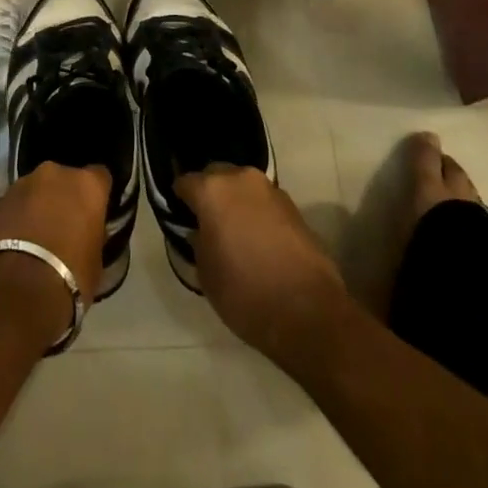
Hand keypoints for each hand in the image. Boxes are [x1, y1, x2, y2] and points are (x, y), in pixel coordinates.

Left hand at [0, 161, 110, 301]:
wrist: (18, 290)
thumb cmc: (70, 276)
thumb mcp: (96, 260)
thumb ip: (93, 235)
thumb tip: (86, 232)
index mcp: (86, 184)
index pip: (100, 177)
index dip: (98, 194)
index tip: (96, 212)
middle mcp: (54, 174)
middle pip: (64, 179)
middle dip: (64, 197)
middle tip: (64, 226)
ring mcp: (22, 184)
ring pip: (36, 190)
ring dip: (38, 206)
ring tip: (36, 238)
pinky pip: (15, 206)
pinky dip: (17, 219)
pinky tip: (16, 244)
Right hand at [176, 166, 349, 358]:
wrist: (308, 312)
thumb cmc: (245, 293)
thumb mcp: (206, 275)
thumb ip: (198, 243)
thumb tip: (200, 232)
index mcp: (212, 191)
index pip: (185, 182)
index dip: (179, 199)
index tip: (180, 216)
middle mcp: (240, 179)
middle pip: (216, 175)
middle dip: (209, 192)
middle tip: (207, 221)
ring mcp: (270, 190)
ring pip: (243, 187)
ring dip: (235, 201)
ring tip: (234, 231)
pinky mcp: (294, 206)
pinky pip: (264, 202)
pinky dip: (257, 213)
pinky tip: (258, 239)